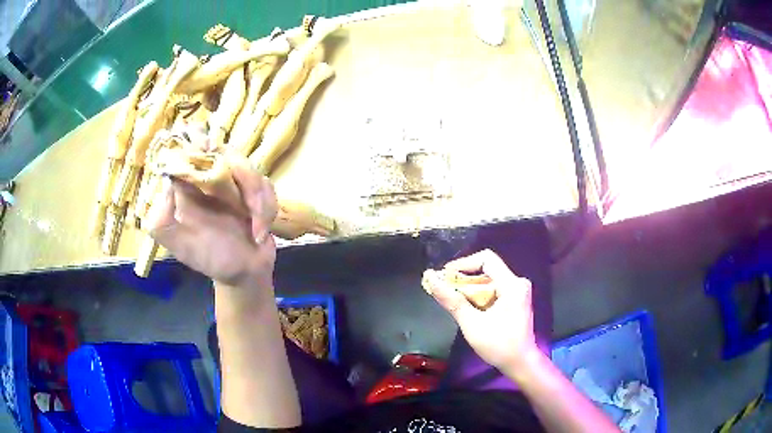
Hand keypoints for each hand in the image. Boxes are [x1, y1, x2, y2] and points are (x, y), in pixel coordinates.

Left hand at [145, 157, 277, 289]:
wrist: (245, 274)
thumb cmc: (211, 259)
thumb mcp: (180, 245)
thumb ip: (163, 220)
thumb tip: (169, 179)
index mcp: (188, 187)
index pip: (188, 151)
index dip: (199, 143)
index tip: (211, 151)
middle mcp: (209, 178)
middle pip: (224, 151)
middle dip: (244, 179)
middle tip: (249, 208)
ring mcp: (233, 182)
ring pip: (248, 168)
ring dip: (258, 200)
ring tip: (257, 231)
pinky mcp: (254, 189)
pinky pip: (265, 184)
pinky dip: (267, 209)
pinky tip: (261, 231)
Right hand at [423, 249, 537, 371]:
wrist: (521, 363)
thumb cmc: (499, 345)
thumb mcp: (472, 324)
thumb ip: (452, 301)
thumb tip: (431, 279)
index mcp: (512, 285)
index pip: (486, 259)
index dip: (463, 263)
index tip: (445, 276)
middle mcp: (517, 283)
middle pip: (487, 269)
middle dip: (464, 277)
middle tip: (444, 289)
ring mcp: (518, 291)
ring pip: (489, 279)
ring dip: (470, 287)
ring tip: (452, 299)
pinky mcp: (515, 300)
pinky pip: (494, 289)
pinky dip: (479, 294)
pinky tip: (467, 306)